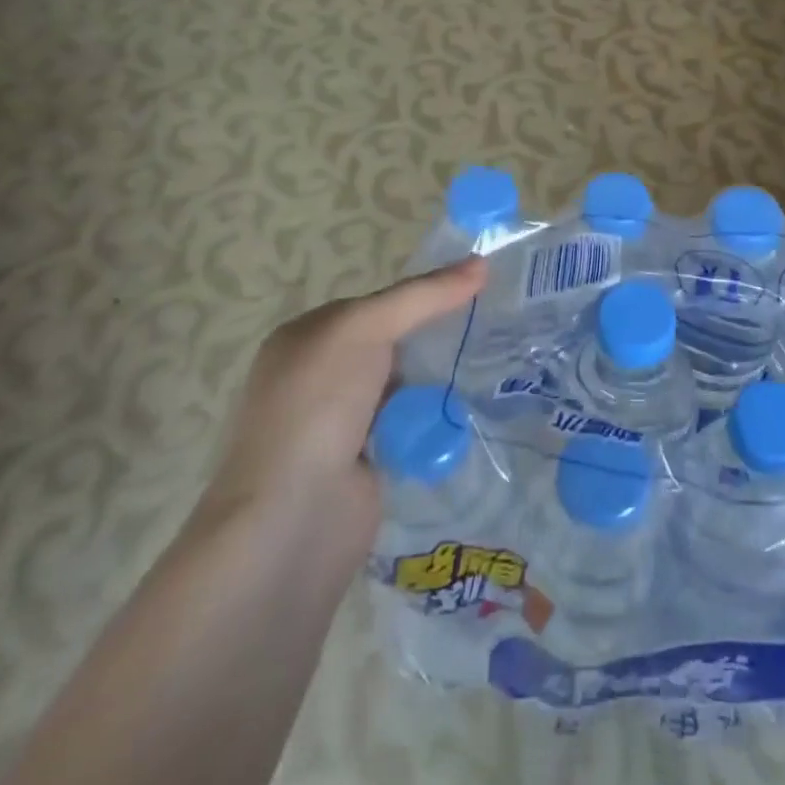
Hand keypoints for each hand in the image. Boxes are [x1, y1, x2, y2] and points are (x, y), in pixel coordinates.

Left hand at [194, 257, 486, 583]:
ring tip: (491, 366)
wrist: (293, 521)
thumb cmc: (318, 406)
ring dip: (437, 382)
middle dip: (433, 338)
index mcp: (303, 339)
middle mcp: (316, 378)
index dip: (419, 296)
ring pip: (404, 386)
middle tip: (489, 327)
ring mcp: (339, 425)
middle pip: (390, 344)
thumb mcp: (365, 329)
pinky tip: (467, 413)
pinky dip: (433, 422)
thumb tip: (481, 263)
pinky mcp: (364, 465)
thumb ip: (423, 296)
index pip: (373, 304)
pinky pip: (410, 427)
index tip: (472, 290)